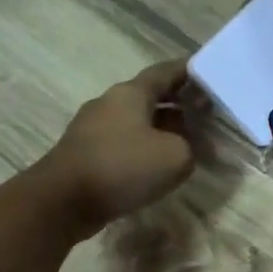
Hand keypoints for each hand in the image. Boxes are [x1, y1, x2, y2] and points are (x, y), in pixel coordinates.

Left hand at [40, 59, 194, 236]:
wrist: (63, 200)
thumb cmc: (123, 167)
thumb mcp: (176, 156)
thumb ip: (190, 145)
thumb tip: (182, 145)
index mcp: (131, 94)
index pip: (164, 72)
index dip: (188, 71)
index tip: (208, 71)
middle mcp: (110, 103)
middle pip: (150, 96)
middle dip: (178, 101)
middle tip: (206, 110)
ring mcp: (94, 128)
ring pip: (137, 120)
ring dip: (163, 126)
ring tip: (188, 139)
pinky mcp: (87, 152)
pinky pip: (125, 141)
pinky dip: (146, 145)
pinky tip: (159, 162)